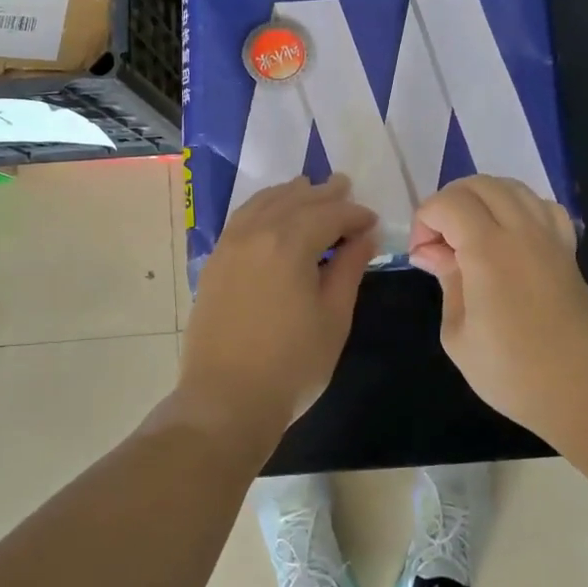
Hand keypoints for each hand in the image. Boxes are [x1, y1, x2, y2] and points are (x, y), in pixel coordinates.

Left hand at [179, 174, 377, 436]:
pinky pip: (241, 219)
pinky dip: (262, 207)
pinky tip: (271, 214)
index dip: (355, 214)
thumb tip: (364, 236)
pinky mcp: (214, 263)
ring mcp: (229, 246)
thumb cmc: (292, 364)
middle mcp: (255, 233)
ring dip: (289, 194)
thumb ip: (349, 269)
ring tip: (308, 188)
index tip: (373, 222)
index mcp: (289, 243)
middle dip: (323, 193)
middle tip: (344, 186)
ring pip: (263, 203)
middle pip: (294, 200)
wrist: (226, 400)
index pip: (329, 213)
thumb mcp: (334, 317)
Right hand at [409, 175, 587, 433]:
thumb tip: (431, 252)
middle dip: (448, 203)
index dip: (424, 220)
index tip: (422, 256)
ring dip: (481, 200)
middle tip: (439, 243)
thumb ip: (446, 281)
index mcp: (489, 251)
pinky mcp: (568, 250)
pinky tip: (509, 236)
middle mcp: (522, 231)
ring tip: (469, 236)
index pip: (448, 203)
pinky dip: (518, 207)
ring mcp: (551, 237)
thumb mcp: (458, 334)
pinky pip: (542, 206)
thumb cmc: (513, 372)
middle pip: (479, 184)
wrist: (585, 392)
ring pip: (512, 187)